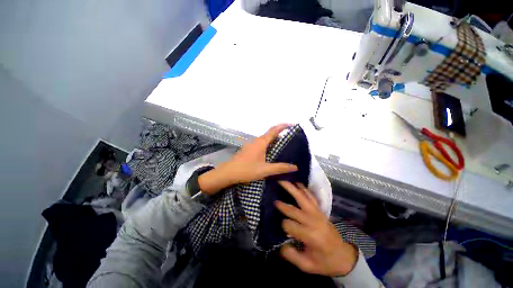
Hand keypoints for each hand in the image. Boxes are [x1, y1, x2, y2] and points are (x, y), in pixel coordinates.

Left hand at [198, 124, 297, 194]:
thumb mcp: (265, 170)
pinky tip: (271, 153)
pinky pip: (261, 144)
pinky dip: (268, 145)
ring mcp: (251, 144)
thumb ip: (280, 168)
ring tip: (283, 146)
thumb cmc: (246, 170)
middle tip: (291, 139)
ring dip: (274, 140)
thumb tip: (295, 167)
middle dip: (280, 133)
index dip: (283, 126)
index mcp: (261, 142)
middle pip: (270, 134)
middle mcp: (256, 141)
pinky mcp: (248, 149)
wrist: (228, 173)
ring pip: (265, 139)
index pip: (274, 130)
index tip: (292, 125)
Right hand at [275, 181, 358, 276]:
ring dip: (292, 188)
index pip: (290, 225)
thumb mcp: (307, 265)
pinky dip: (303, 188)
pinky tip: (297, 182)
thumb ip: (291, 255)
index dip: (283, 225)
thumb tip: (278, 244)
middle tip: (273, 200)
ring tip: (283, 180)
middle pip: (294, 209)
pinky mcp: (320, 210)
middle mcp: (313, 221)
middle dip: (283, 205)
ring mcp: (317, 213)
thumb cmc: (325, 262)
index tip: (279, 227)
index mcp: (310, 236)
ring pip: (302, 198)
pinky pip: (311, 196)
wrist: (343, 256)